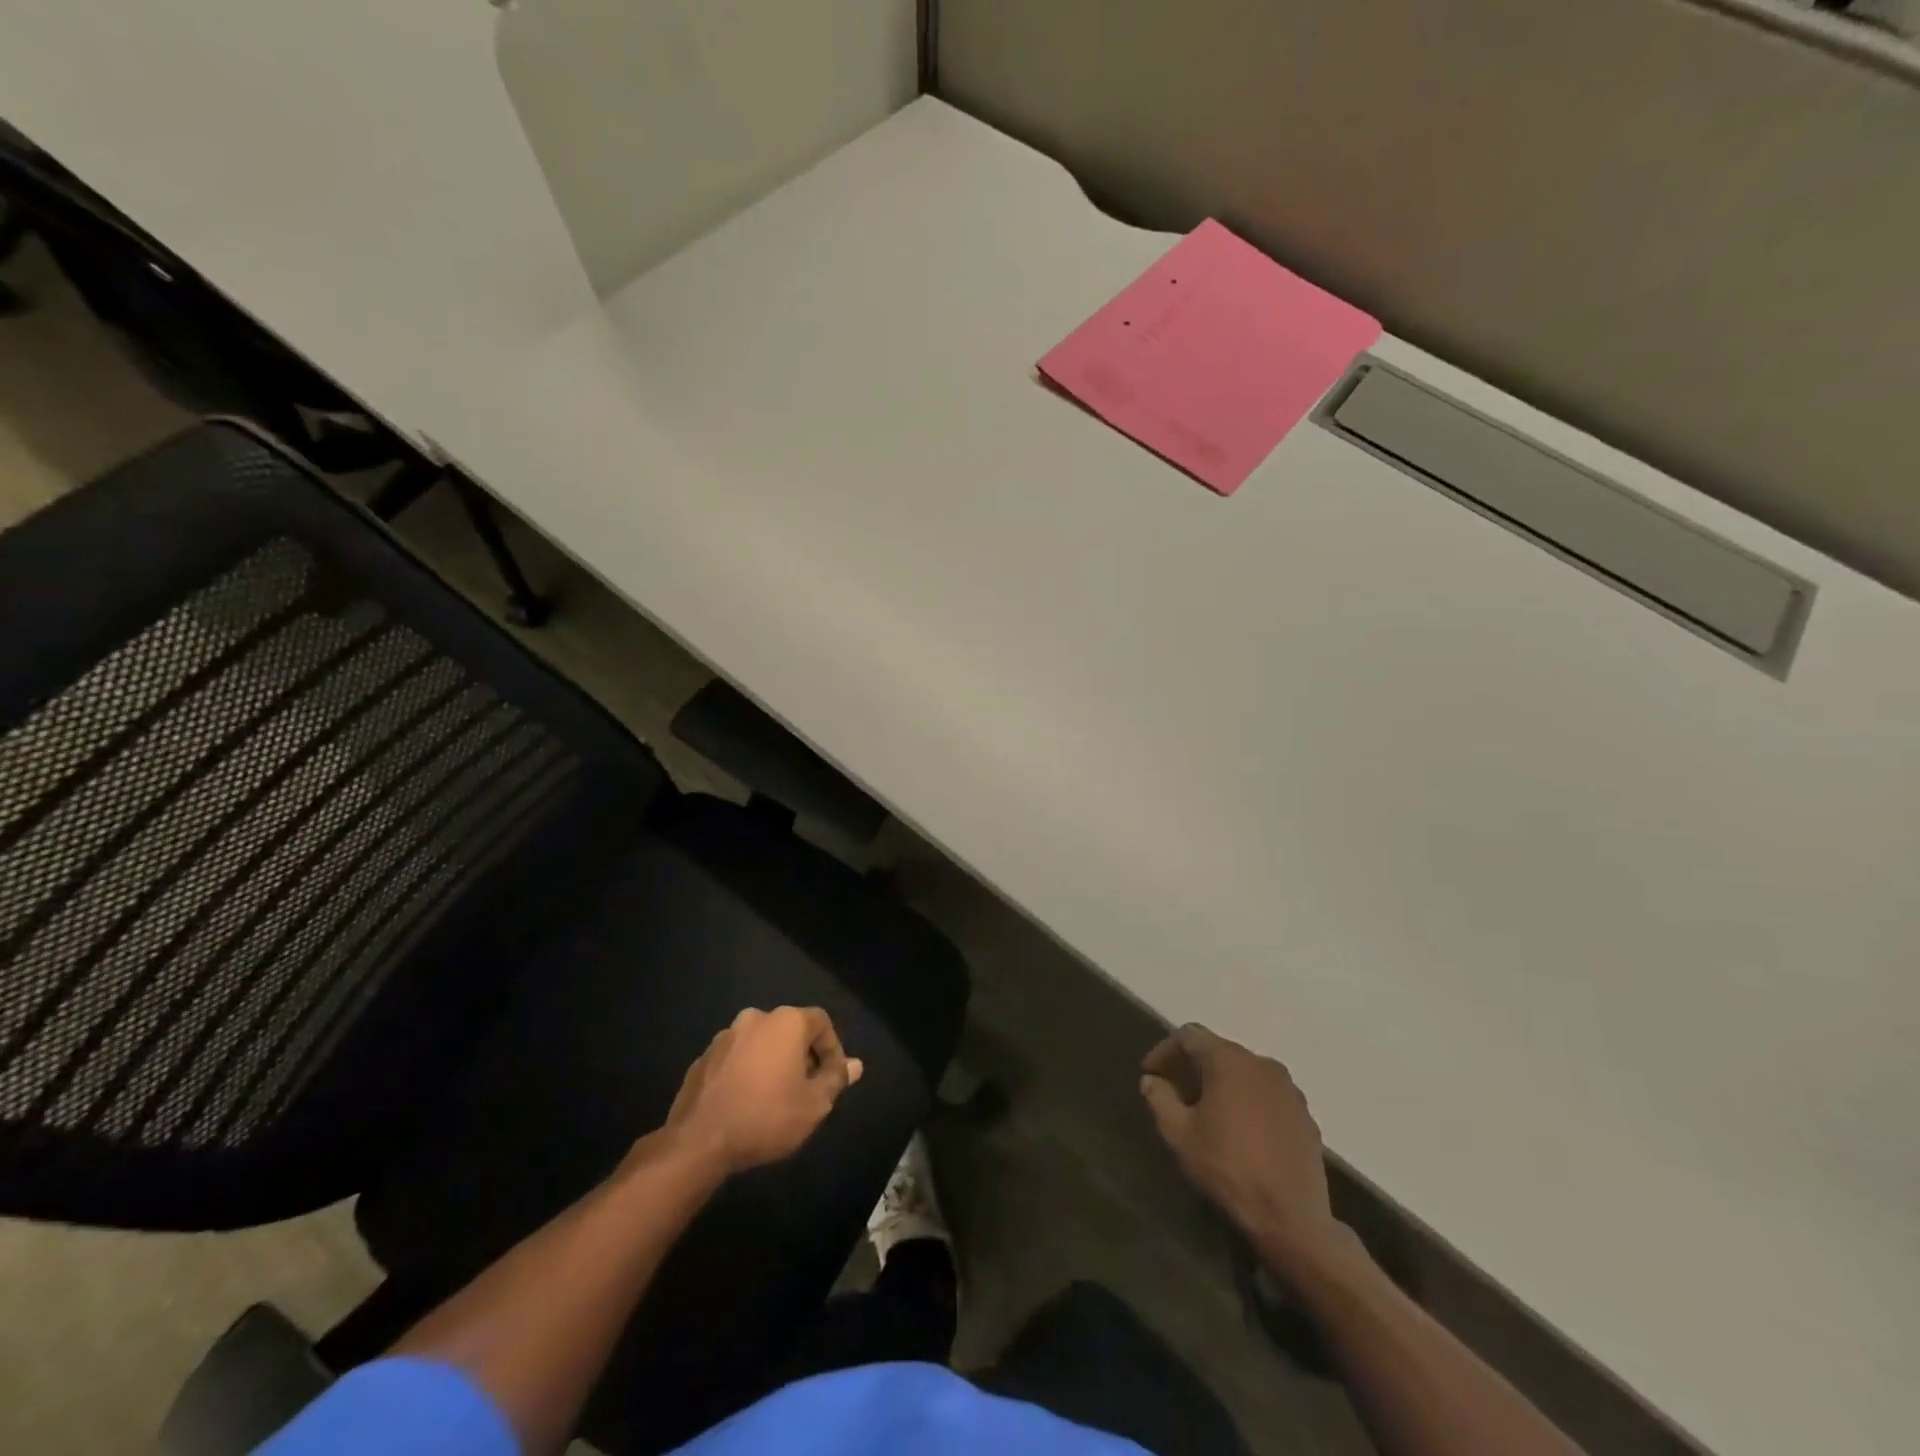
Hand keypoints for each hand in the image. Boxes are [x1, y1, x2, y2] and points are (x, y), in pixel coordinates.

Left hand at [664, 1006, 863, 1174]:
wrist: (698, 1142)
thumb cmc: (766, 1117)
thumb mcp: (814, 1105)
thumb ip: (836, 1079)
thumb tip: (855, 1065)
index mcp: (786, 1022)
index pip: (821, 1022)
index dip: (832, 1048)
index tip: (832, 1078)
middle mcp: (756, 1018)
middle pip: (790, 1030)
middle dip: (802, 1055)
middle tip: (806, 1089)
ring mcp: (725, 1036)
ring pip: (761, 1043)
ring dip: (773, 1063)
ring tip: (775, 1097)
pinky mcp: (703, 1058)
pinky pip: (736, 1058)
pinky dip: (747, 1072)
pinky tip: (746, 1102)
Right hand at [1141, 1024, 1346, 1269]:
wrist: (1291, 1218)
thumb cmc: (1228, 1168)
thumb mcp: (1179, 1134)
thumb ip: (1160, 1098)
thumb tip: (1152, 1081)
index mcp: (1229, 1060)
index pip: (1189, 1036)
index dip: (1164, 1050)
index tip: (1150, 1074)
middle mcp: (1262, 1063)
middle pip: (1218, 1050)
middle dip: (1192, 1066)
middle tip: (1173, 1090)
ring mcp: (1289, 1088)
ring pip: (1244, 1072)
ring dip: (1221, 1082)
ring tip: (1205, 1110)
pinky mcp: (1305, 1114)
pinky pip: (1266, 1094)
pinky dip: (1247, 1100)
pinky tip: (1238, 1128)